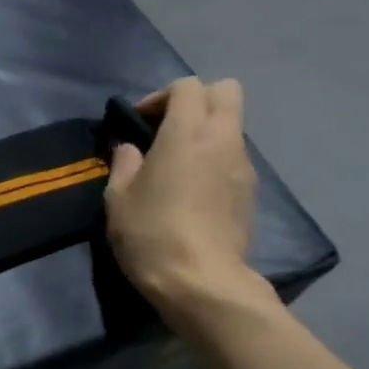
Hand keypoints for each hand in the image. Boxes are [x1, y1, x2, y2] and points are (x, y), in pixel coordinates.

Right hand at [104, 78, 264, 318]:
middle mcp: (223, 139)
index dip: (161, 96)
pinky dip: (216, 160)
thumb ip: (125, 163)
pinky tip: (194, 191)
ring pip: (232, 127)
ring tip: (178, 164)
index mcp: (187, 132)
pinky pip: (234, 158)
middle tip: (167, 128)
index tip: (140, 122)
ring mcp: (243, 166)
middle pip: (225, 91)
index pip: (187, 85)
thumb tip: (132, 149)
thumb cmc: (151, 233)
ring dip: (207, 132)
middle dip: (196, 100)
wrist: (201, 282)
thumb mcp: (118, 197)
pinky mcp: (250, 193)